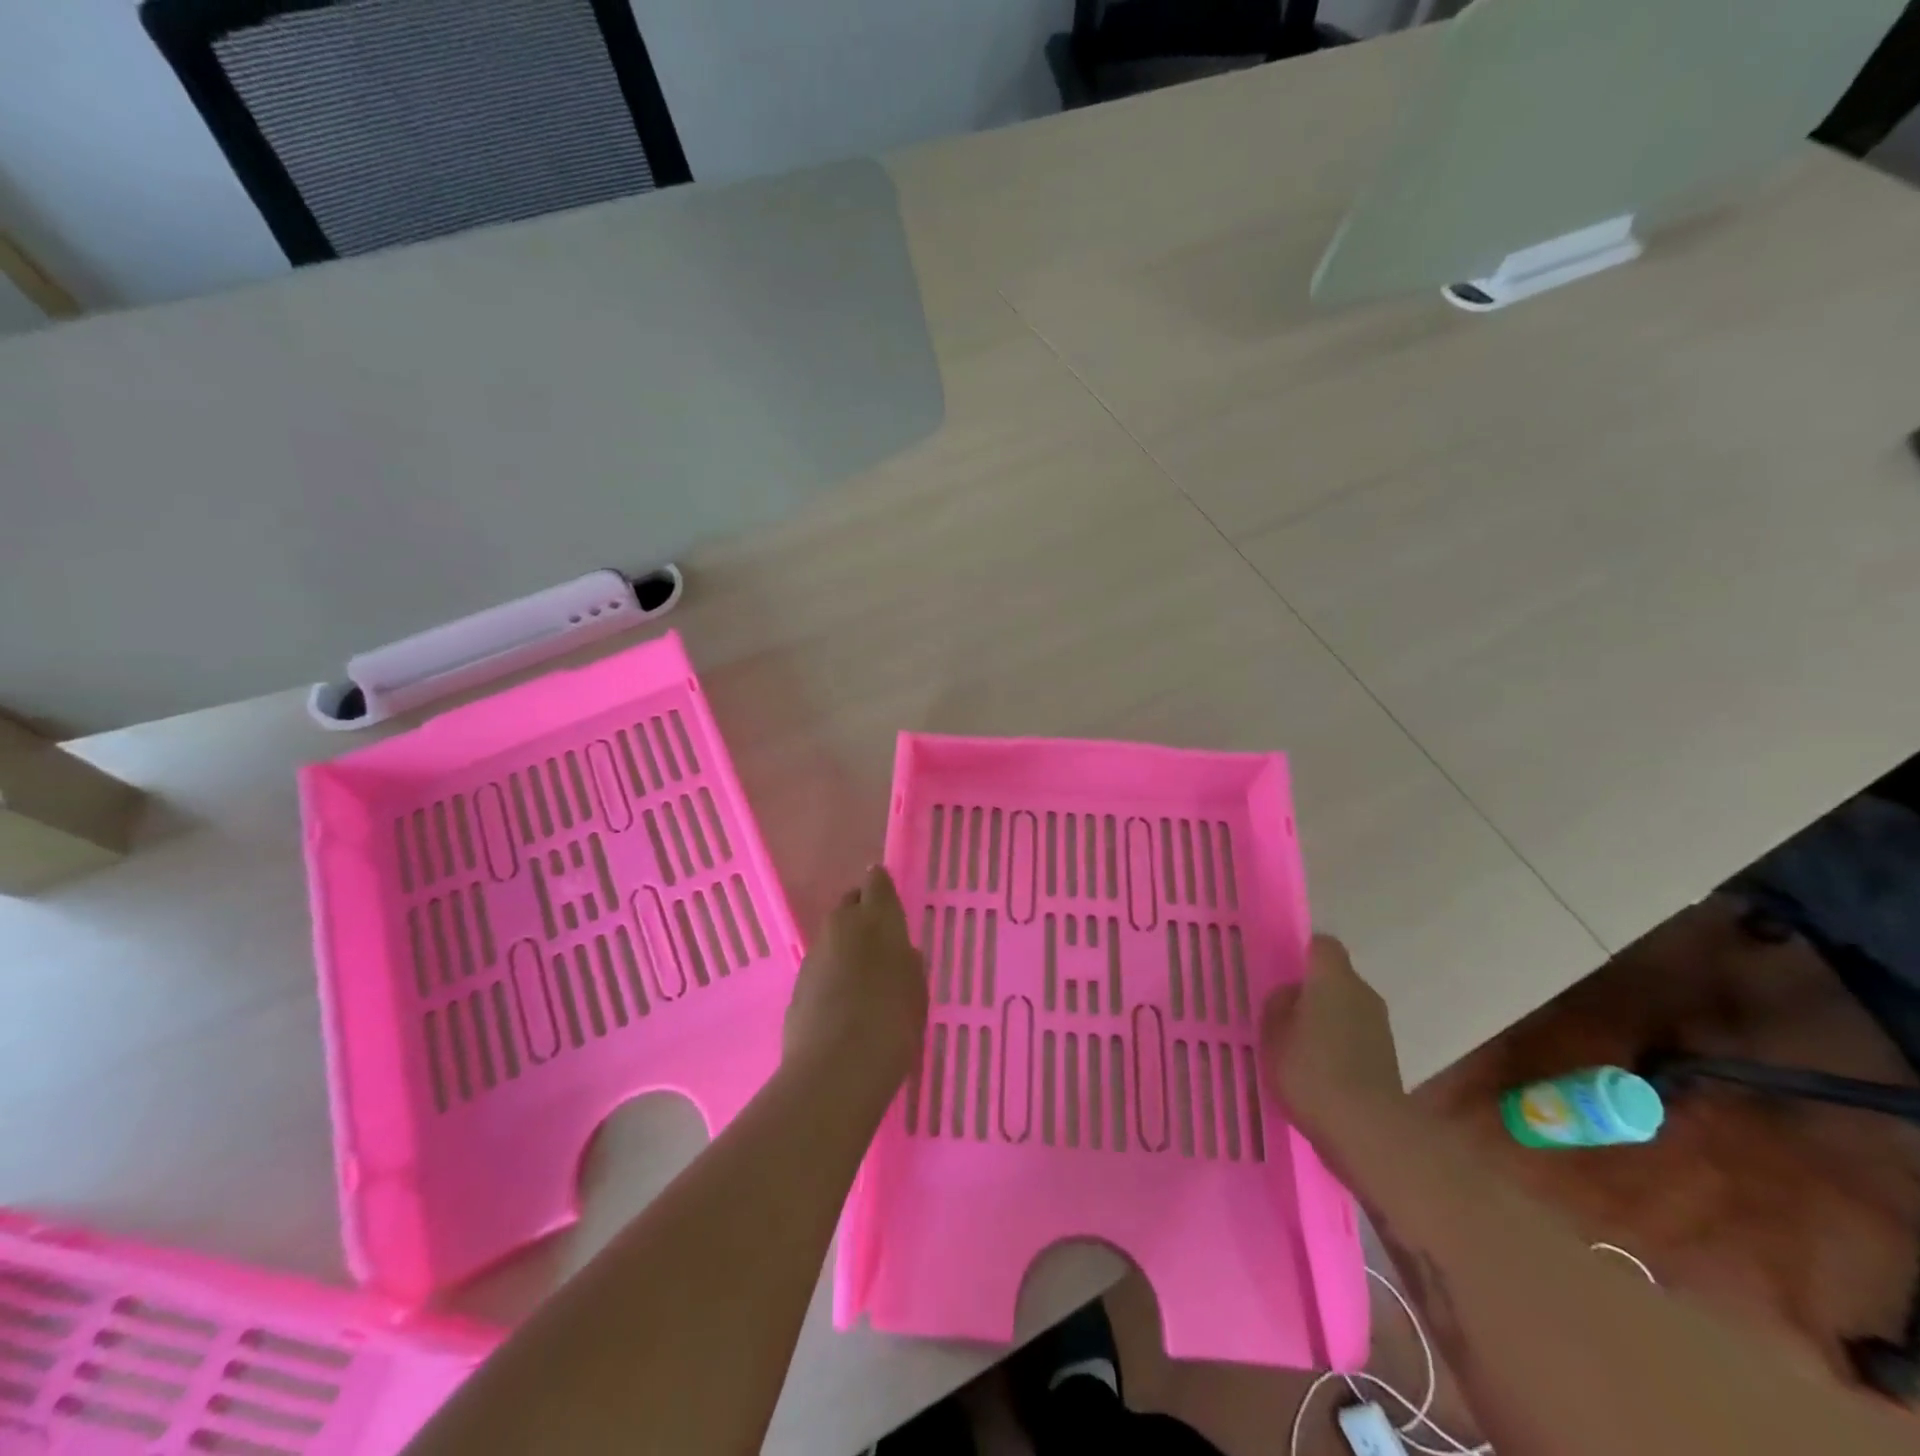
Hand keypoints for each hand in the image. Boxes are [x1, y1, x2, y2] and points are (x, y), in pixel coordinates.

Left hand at [783, 866, 927, 1101]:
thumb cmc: (892, 1022)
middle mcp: (841, 926)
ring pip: (832, 936)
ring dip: (845, 945)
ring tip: (863, 974)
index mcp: (876, 918)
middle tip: (879, 937)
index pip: (877, 882)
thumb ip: (906, 961)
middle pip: (849, 905)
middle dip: (861, 913)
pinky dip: (831, 974)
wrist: (836, 1069)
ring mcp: (814, 954)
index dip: (882, 886)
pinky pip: (820, 967)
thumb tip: (897, 952)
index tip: (888, 894)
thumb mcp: (916, 989)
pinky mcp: (797, 984)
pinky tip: (843, 1001)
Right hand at [1260, 935, 1409, 1156]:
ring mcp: (1380, 1027)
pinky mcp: (1387, 1059)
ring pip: (1346, 1009)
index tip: (1282, 971)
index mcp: (1334, 978)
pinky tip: (1318, 1071)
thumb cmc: (1311, 1070)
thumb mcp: (1273, 1032)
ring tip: (1298, 1046)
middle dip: (1312, 991)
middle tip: (1283, 1012)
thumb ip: (1279, 1004)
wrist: (1367, 1131)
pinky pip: (1355, 1038)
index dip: (1303, 953)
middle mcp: (1363, 993)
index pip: (1322, 945)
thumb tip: (1292, 995)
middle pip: (1336, 979)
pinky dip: (1339, 1047)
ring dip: (1326, 1021)